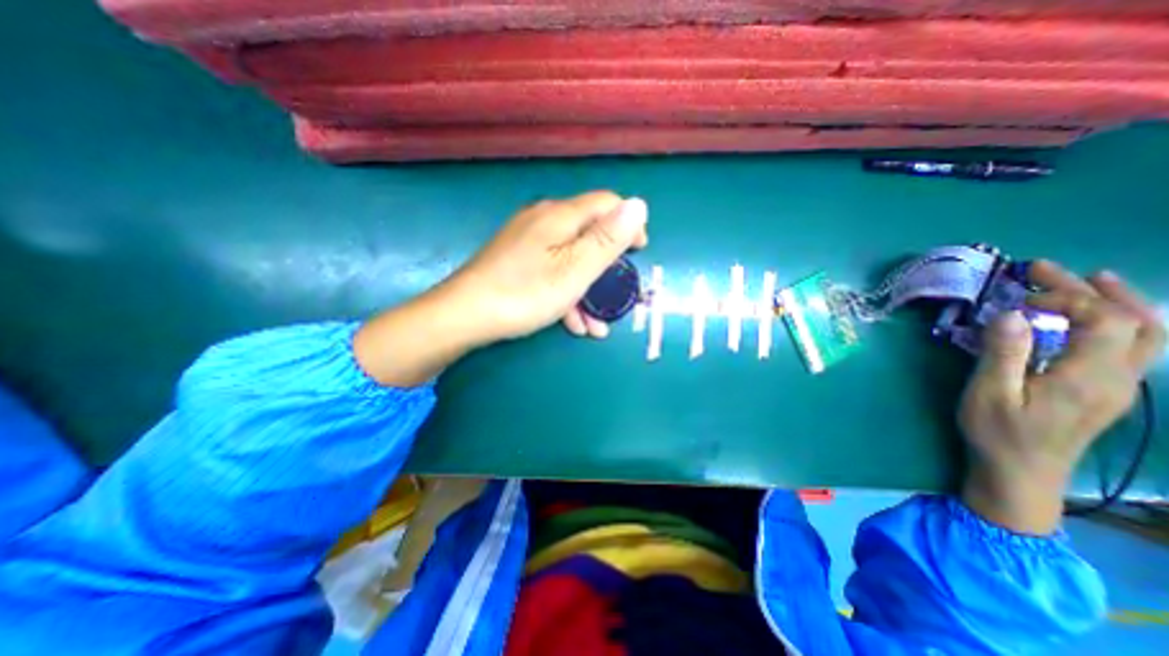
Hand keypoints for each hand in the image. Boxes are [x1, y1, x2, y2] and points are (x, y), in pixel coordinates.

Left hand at [352, 194, 652, 386]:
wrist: (465, 315)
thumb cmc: (526, 293)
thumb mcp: (576, 269)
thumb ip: (608, 239)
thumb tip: (638, 205)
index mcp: (561, 216)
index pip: (607, 204)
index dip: (629, 225)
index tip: (638, 254)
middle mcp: (544, 220)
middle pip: (589, 233)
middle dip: (607, 266)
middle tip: (616, 295)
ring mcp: (528, 241)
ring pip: (570, 258)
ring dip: (588, 290)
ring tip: (596, 325)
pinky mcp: (517, 260)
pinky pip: (551, 270)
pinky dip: (566, 293)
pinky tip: (572, 322)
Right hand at [963, 260, 1163, 531]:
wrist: (1021, 471)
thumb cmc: (998, 431)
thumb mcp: (989, 392)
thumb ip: (1004, 353)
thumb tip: (1013, 314)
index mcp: (1086, 376)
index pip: (1104, 320)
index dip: (1066, 298)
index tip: (1019, 297)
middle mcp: (1117, 377)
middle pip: (1131, 321)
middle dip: (1090, 289)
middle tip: (1043, 269)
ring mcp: (1119, 385)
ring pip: (1148, 333)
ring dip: (1120, 301)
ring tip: (1090, 279)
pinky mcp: (1108, 390)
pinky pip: (1135, 346)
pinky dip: (1121, 321)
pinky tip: (1096, 316)